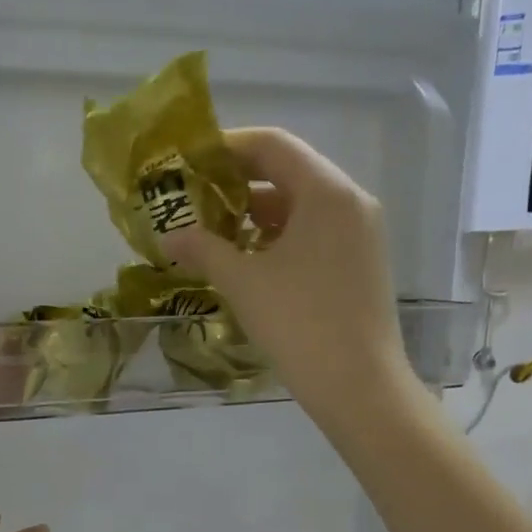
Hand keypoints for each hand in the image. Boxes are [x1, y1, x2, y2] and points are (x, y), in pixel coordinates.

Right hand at [159, 127, 412, 423]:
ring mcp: (361, 233)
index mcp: (326, 193)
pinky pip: (316, 233)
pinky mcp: (362, 262)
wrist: (358, 385)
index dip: (227, 147)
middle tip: (196, 198)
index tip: (190, 160)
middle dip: (239, 183)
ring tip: (215, 232)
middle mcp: (351, 202)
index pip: (273, 146)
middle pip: (289, 172)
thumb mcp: (244, 283)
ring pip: (302, 206)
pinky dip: (281, 237)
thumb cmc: (299, 325)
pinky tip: (250, 260)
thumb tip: (169, 236)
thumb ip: (204, 250)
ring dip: (258, 214)